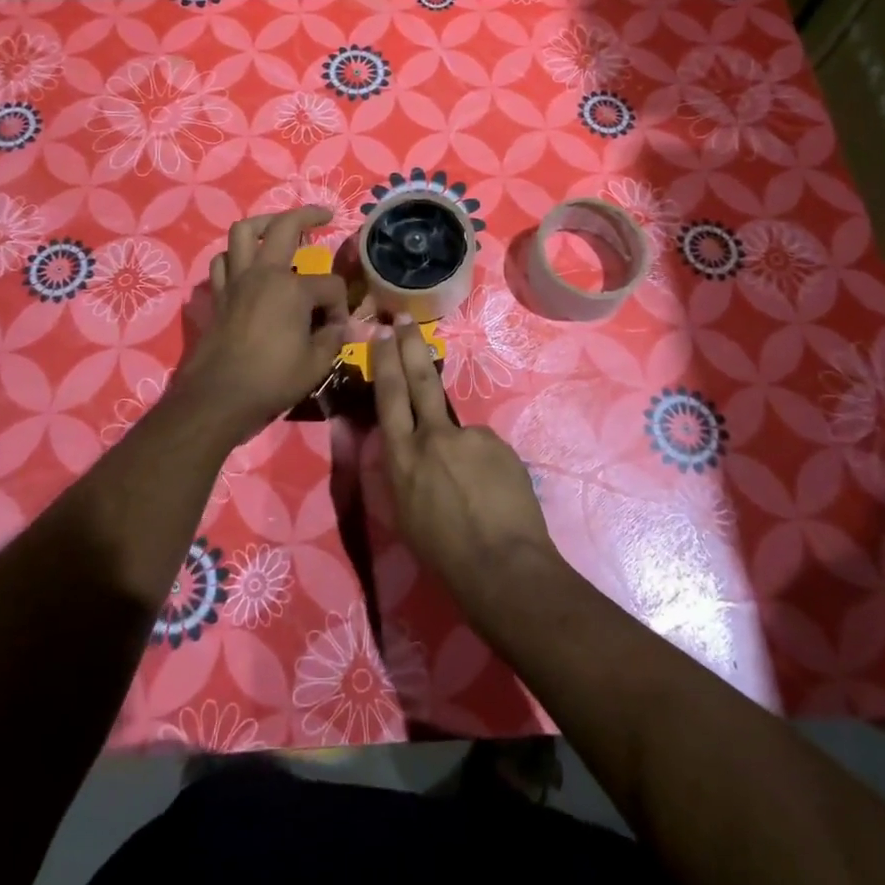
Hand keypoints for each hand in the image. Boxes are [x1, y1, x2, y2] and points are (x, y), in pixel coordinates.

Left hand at [171, 208, 349, 442]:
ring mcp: (236, 281)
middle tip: (324, 215)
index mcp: (293, 289)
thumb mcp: (316, 364)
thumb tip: (343, 326)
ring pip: (244, 232)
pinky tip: (247, 266)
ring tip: (277, 230)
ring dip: (263, 224)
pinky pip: (223, 262)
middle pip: (285, 226)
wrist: (218, 399)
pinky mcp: (218, 295)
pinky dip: (235, 257)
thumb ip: (333, 338)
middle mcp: (263, 274)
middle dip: (308, 215)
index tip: (337, 328)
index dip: (340, 306)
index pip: (329, 284)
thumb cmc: (272, 380)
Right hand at [372, 319, 557, 605]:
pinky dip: (484, 466)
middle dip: (410, 347)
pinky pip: (485, 449)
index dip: (384, 363)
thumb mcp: (403, 512)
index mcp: (402, 458)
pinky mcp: (499, 444)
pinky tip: (491, 495)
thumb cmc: (443, 553)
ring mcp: (470, 437)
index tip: (382, 334)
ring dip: (460, 453)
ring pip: (458, 431)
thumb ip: (403, 470)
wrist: (502, 565)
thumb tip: (408, 448)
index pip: (389, 397)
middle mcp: (433, 437)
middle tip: (403, 319)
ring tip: (472, 493)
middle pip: (420, 380)